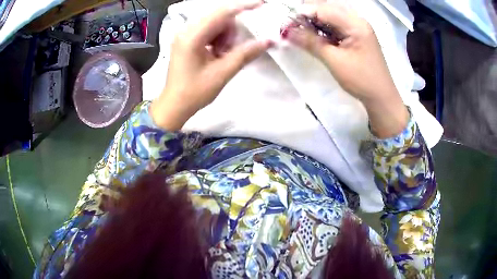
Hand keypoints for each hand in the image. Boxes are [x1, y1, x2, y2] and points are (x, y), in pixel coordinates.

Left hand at [151, 0, 272, 129]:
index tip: (261, 3)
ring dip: (225, 35)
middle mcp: (186, 30)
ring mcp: (184, 34)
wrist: (174, 105)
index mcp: (192, 36)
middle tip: (230, 50)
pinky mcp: (186, 39)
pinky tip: (216, 53)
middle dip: (231, 29)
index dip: (243, 6)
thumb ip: (245, 54)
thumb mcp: (222, 73)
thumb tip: (268, 41)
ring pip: (215, 23)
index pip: (222, 13)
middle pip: (218, 16)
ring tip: (221, 55)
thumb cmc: (195, 92)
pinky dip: (217, 38)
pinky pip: (208, 30)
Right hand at [286, 3, 408, 137]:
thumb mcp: (335, 61)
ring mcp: (358, 27)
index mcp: (355, 23)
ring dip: (314, 22)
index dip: (302, 13)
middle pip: (327, 8)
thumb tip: (287, 32)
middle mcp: (357, 20)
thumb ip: (311, 42)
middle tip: (292, 27)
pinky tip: (314, 35)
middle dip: (308, 15)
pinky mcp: (356, 35)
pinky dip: (323, 28)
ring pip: (331, 16)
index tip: (286, 25)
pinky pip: (336, 25)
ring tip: (301, 32)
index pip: (323, 9)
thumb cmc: (361, 80)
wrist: (381, 97)